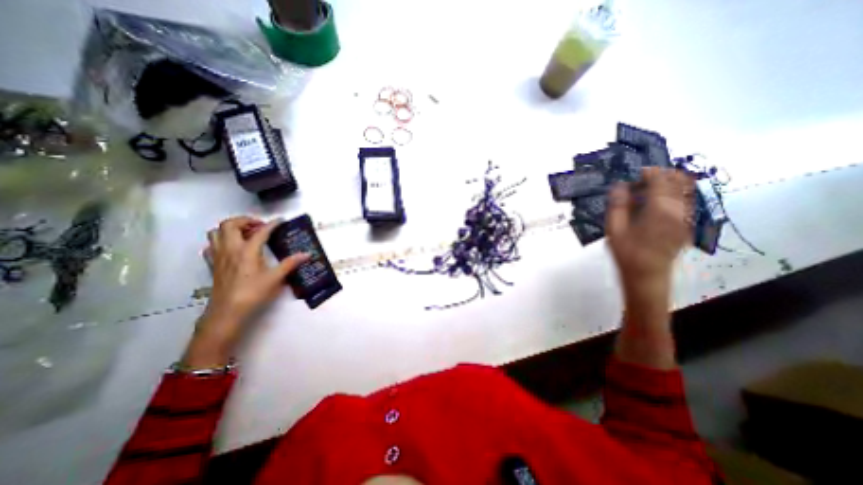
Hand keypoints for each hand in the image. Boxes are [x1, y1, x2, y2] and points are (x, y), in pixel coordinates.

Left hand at [181, 217, 307, 366]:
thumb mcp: (275, 278)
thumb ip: (290, 263)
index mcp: (247, 251)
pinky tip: (232, 247)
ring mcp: (218, 256)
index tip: (281, 220)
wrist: (227, 311)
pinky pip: (211, 245)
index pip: (260, 231)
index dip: (272, 224)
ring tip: (245, 234)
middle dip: (245, 220)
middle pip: (230, 224)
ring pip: (216, 232)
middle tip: (259, 226)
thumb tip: (306, 254)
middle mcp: (230, 249)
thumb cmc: (253, 293)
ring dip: (230, 228)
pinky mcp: (213, 264)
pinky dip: (220, 241)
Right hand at [606, 168, 692, 368]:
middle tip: (640, 182)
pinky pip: (686, 202)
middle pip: (679, 181)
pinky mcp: (687, 225)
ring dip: (668, 185)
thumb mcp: (614, 230)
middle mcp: (679, 211)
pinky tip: (655, 205)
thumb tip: (619, 185)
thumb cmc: (626, 254)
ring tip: (646, 192)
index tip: (634, 174)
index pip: (661, 180)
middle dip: (661, 175)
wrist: (647, 277)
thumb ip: (617, 205)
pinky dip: (673, 195)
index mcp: (659, 211)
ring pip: (686, 190)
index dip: (648, 172)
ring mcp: (687, 218)